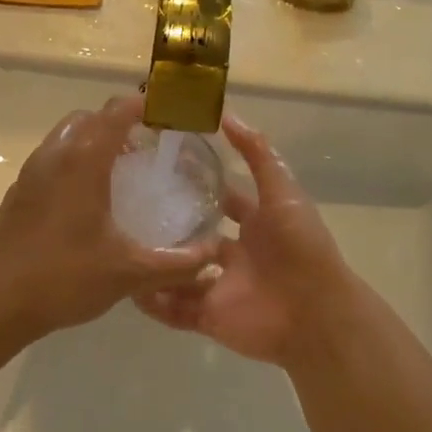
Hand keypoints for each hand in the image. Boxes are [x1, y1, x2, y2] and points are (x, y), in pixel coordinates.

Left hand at [0, 95, 219, 347]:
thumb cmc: (63, 278)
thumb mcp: (129, 274)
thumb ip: (176, 264)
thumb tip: (212, 258)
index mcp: (83, 161)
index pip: (117, 112)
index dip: (146, 106)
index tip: (170, 114)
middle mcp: (54, 155)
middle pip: (89, 118)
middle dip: (119, 122)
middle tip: (146, 148)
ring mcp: (30, 173)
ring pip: (65, 136)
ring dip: (93, 141)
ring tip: (119, 172)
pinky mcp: (17, 193)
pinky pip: (51, 159)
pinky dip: (73, 161)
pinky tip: (86, 201)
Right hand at [136, 113, 357, 368]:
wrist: (314, 314)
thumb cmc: (300, 248)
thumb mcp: (282, 192)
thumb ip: (257, 154)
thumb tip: (226, 114)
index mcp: (256, 224)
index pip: (222, 199)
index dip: (197, 183)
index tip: (160, 165)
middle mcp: (235, 254)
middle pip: (194, 237)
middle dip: (168, 225)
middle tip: (126, 207)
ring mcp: (220, 286)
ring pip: (177, 273)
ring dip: (153, 262)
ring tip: (117, 245)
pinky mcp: (209, 317)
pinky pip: (173, 309)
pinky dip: (152, 302)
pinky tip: (126, 285)